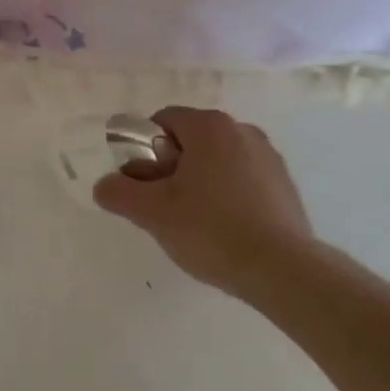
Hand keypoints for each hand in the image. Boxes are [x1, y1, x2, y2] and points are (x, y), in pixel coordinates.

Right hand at [93, 106, 314, 299]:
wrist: (281, 269)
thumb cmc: (211, 230)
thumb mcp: (153, 213)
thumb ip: (119, 193)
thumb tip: (105, 185)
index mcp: (210, 126)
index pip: (162, 121)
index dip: (144, 151)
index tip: (145, 185)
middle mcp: (242, 130)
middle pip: (190, 140)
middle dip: (171, 168)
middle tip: (165, 208)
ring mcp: (268, 156)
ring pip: (217, 160)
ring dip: (199, 182)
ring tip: (196, 224)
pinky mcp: (284, 183)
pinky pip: (242, 178)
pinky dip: (228, 195)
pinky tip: (226, 229)